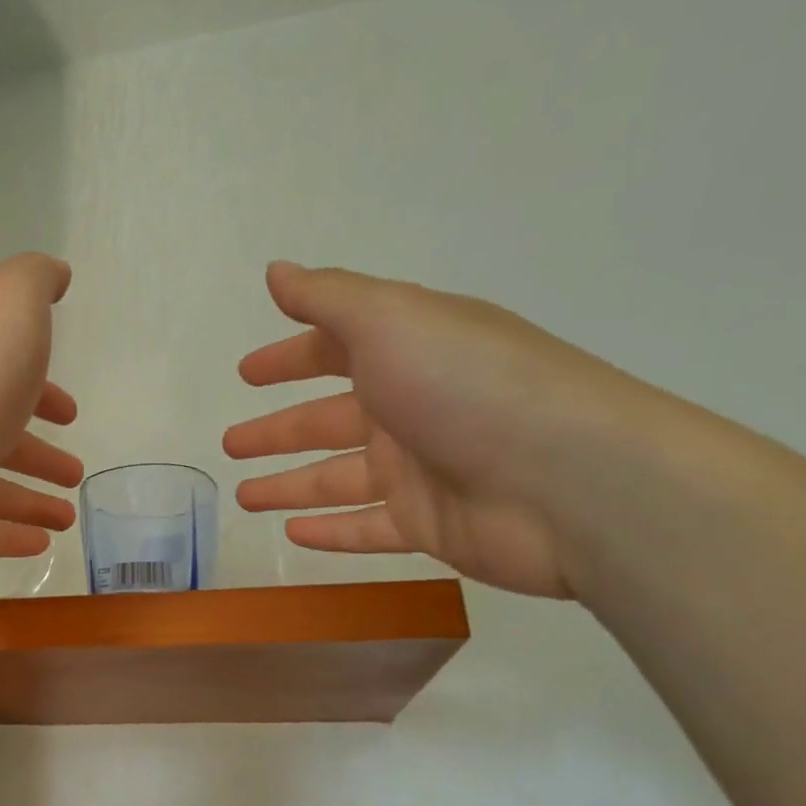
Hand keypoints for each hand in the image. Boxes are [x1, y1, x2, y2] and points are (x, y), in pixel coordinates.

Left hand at [0, 253, 83, 577]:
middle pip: (3, 441)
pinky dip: (12, 538)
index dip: (44, 396)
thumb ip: (34, 281)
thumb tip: (56, 273)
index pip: (11, 384)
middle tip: (73, 473)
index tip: (70, 414)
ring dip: (32, 501)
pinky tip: (43, 544)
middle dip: (39, 455)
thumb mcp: (10, 304)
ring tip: (68, 516)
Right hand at [224, 262, 653, 598]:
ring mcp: (422, 470)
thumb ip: (327, 298)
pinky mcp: (431, 525)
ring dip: (289, 485)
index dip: (288, 359)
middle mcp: (411, 407)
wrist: (574, 483)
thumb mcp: (391, 320)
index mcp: (406, 352)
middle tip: (231, 444)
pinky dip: (331, 531)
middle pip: (327, 421)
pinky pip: (367, 527)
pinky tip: (291, 534)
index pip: (334, 351)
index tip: (246, 374)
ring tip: (243, 497)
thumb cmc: (469, 386)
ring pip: (337, 478)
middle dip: (277, 430)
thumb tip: (276, 271)